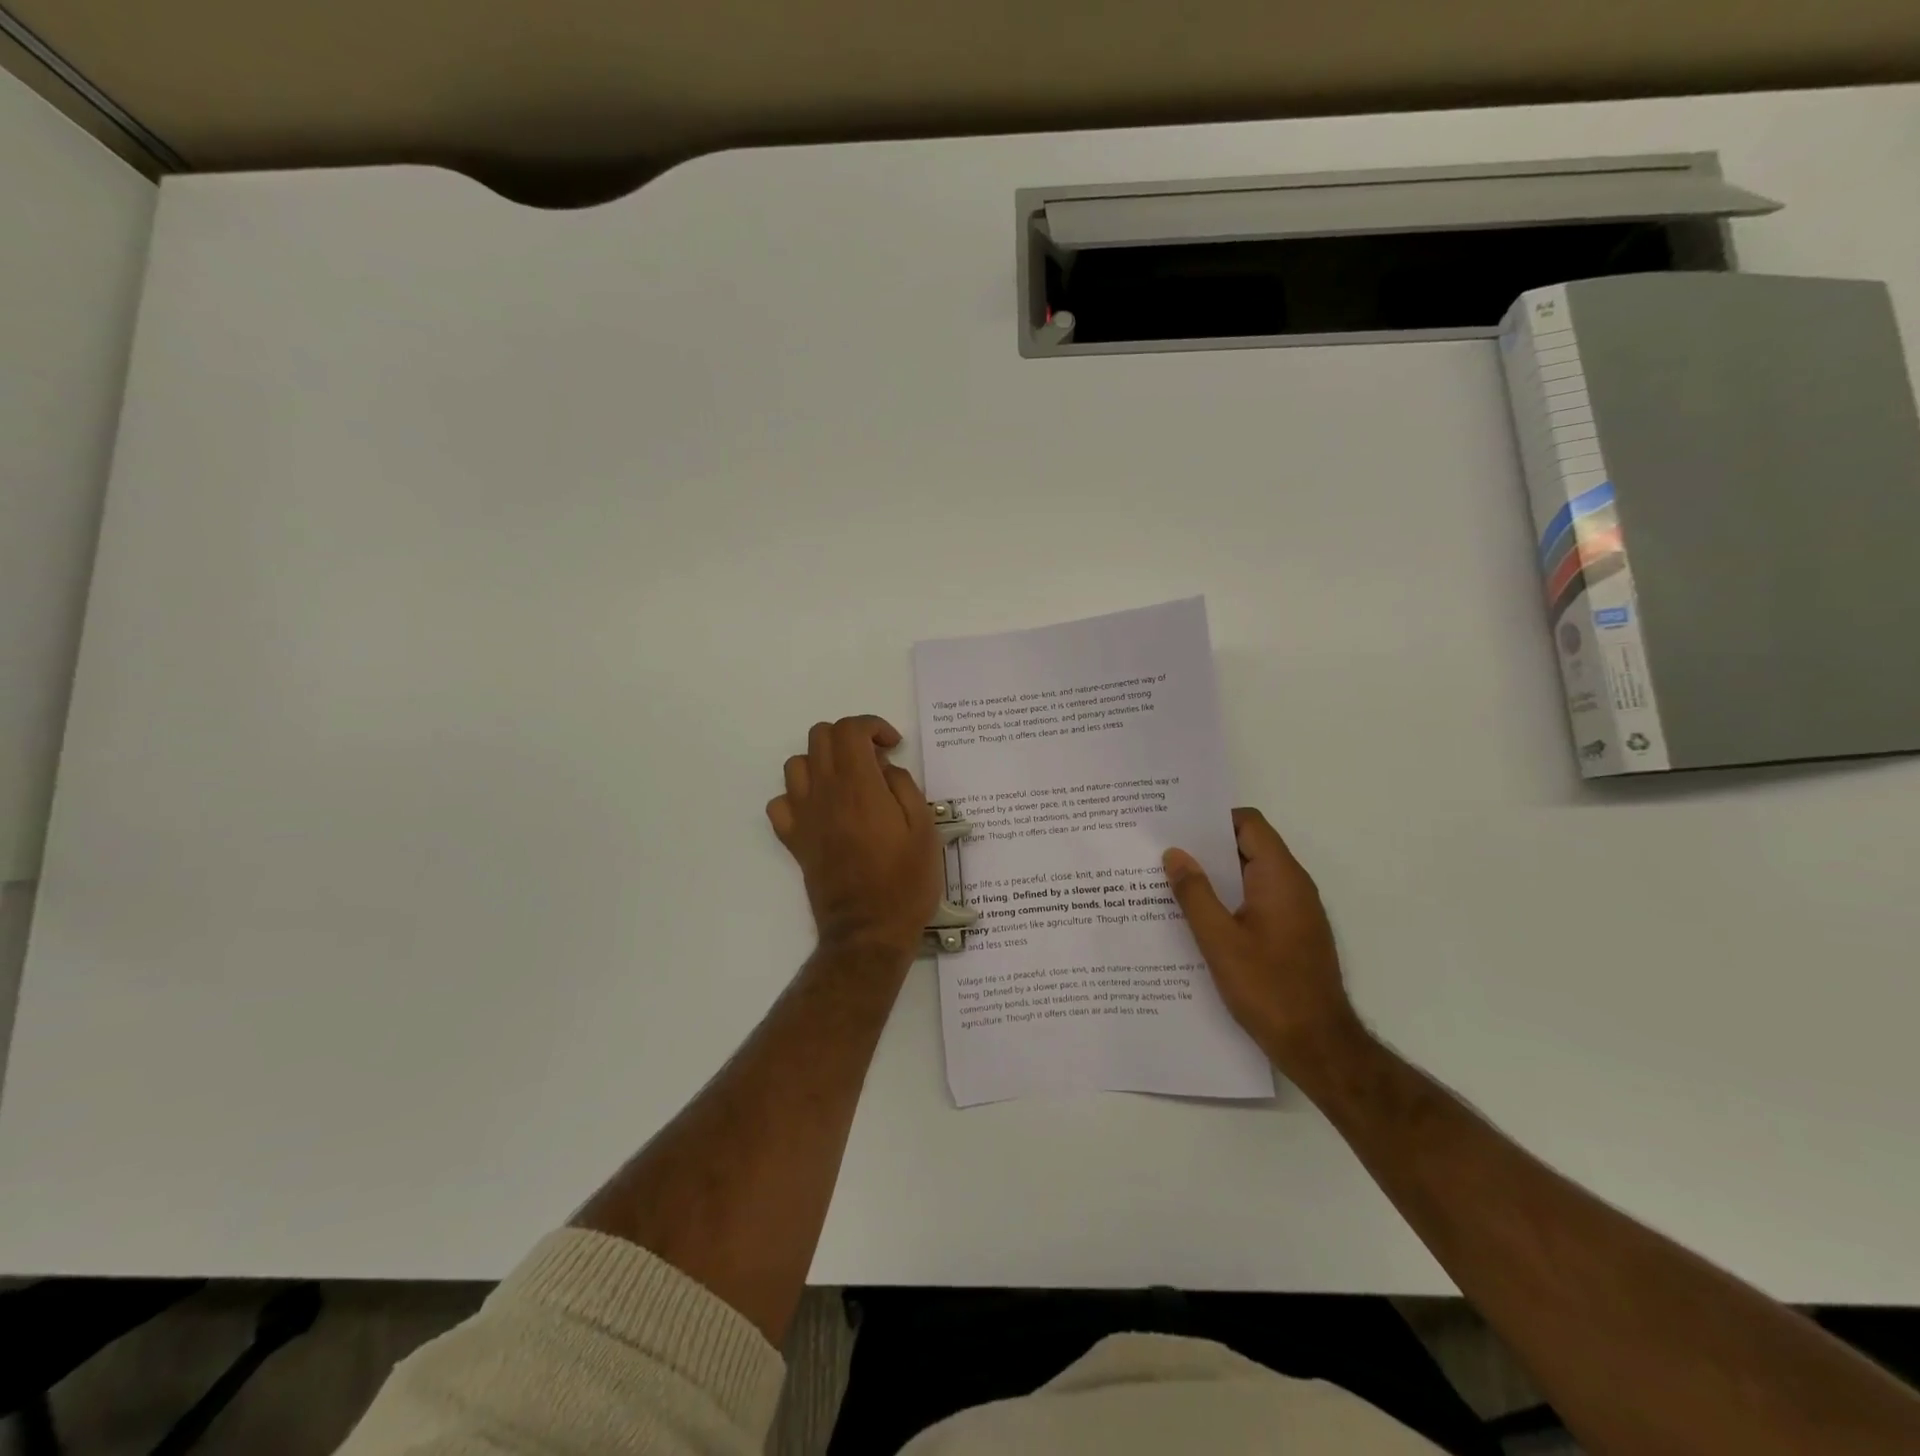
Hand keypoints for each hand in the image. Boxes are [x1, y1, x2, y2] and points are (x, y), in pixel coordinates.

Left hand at [767, 716, 942, 961]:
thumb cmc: (905, 881)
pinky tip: (821, 809)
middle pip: (820, 736)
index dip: (872, 726)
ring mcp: (804, 817)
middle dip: (849, 737)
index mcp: (859, 787)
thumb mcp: (924, 829)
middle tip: (875, 762)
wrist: (869, 931)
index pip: (849, 730)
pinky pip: (780, 803)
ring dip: (822, 762)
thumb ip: (904, 787)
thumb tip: (884, 769)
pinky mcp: (794, 840)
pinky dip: (798, 796)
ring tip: (848, 782)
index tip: (892, 746)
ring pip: (796, 764)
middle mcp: (824, 793)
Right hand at [1163, 808, 1365, 1074]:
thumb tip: (1174, 853)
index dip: (1212, 819)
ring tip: (1170, 882)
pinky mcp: (1292, 933)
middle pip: (1248, 846)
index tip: (1175, 825)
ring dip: (1215, 876)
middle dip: (1206, 846)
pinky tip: (1196, 918)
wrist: (1318, 1045)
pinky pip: (1256, 899)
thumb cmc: (1268, 988)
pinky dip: (1228, 899)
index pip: (1248, 824)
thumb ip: (1194, 893)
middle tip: (1162, 852)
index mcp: (1279, 877)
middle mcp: (1292, 885)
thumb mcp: (1219, 941)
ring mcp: (1295, 911)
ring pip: (1250, 875)